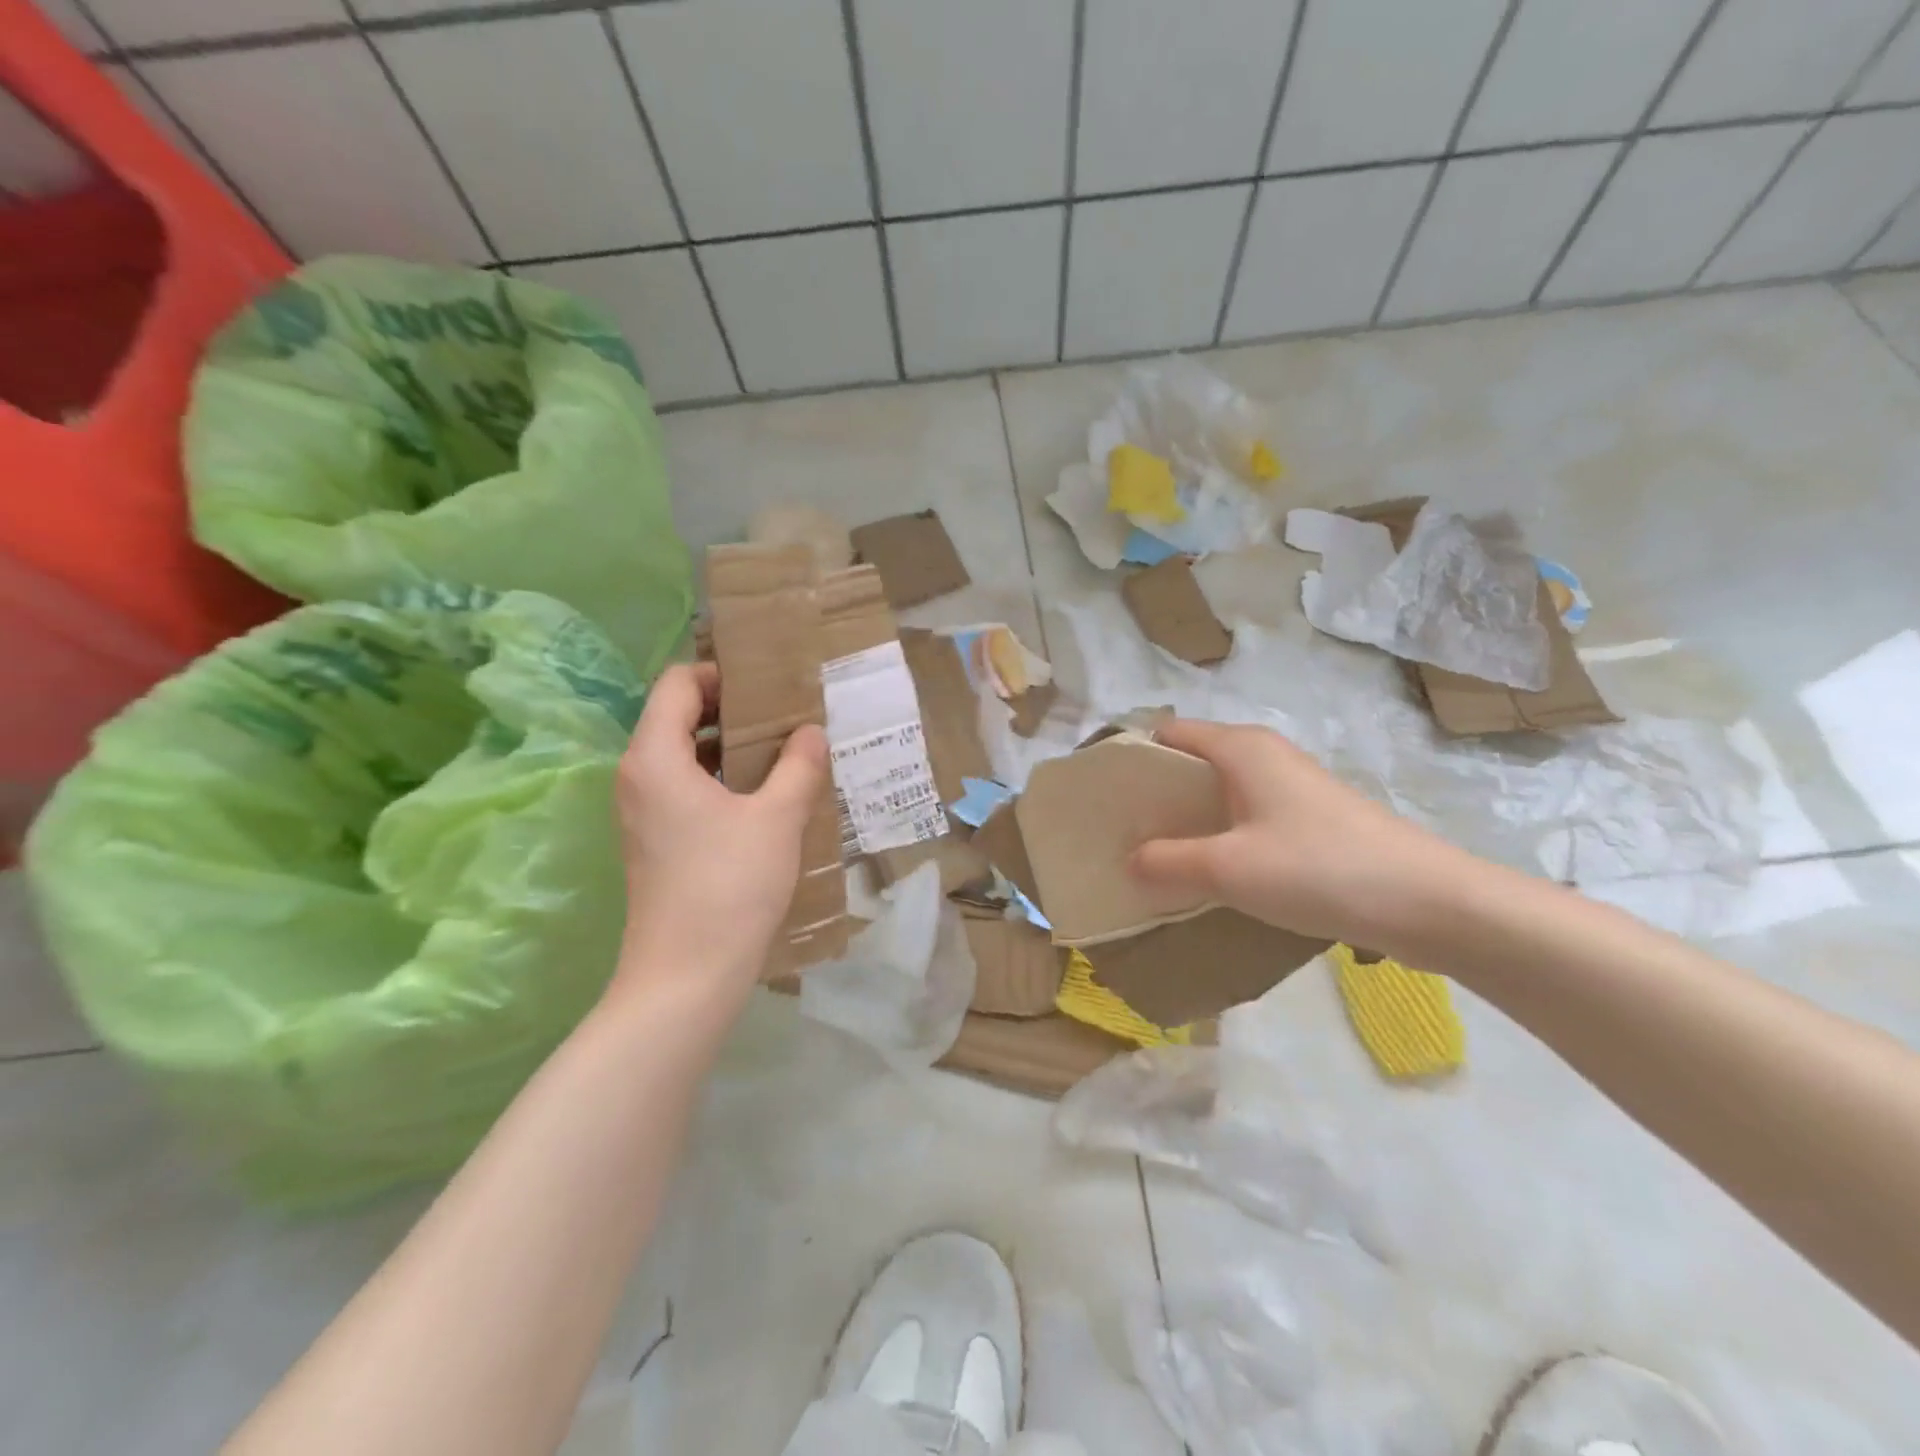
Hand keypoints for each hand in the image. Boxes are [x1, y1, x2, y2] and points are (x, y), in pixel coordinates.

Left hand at [614, 663, 828, 994]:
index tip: (770, 685)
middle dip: (734, 709)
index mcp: (655, 757)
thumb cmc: (729, 886)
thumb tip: (811, 732)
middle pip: (679, 717)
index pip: (678, 684)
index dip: (722, 674)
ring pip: (686, 755)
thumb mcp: (776, 819)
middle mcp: (638, 776)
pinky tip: (768, 796)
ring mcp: (643, 811)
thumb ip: (798, 766)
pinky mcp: (655, 840)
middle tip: (787, 716)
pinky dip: (723, 779)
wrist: (686, 977)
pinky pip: (686, 788)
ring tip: (785, 753)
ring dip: (732, 747)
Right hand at [1128, 719, 1475, 952]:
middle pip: (1190, 764)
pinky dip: (1218, 838)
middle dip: (1154, 797)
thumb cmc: (1318, 869)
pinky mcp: (1309, 820)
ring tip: (1155, 858)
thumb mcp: (1227, 869)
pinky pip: (1245, 818)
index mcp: (1240, 748)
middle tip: (1121, 835)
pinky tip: (1209, 874)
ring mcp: (1290, 787)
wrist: (1429, 902)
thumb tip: (1129, 861)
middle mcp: (1263, 756)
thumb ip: (1166, 861)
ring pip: (1218, 795)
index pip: (1167, 733)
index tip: (1103, 798)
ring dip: (1186, 822)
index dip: (1131, 759)